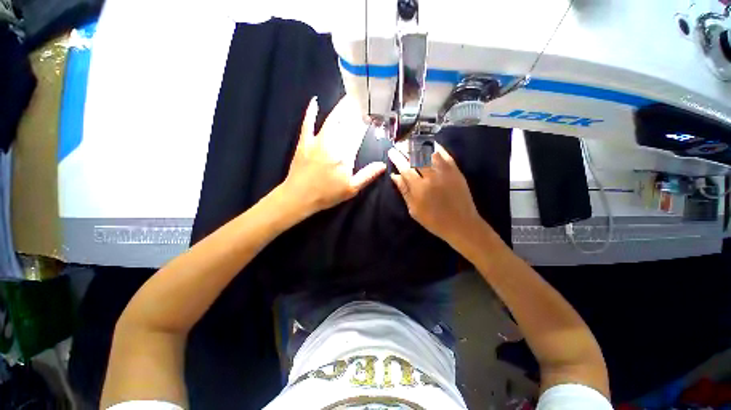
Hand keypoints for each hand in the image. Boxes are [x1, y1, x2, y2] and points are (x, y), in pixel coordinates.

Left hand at [281, 96, 386, 214]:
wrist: (300, 197)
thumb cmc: (327, 194)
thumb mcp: (351, 189)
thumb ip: (367, 175)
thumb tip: (383, 165)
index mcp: (345, 155)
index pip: (357, 134)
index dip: (364, 123)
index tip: (371, 114)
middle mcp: (333, 144)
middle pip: (346, 124)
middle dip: (355, 112)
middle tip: (362, 100)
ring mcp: (317, 141)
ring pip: (331, 121)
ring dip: (340, 109)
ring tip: (348, 99)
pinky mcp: (304, 142)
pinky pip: (307, 124)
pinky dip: (310, 112)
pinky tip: (314, 102)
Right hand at [388, 144, 482, 244]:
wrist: (461, 224)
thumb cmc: (434, 220)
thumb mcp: (414, 209)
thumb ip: (404, 191)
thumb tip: (395, 175)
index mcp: (419, 188)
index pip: (405, 168)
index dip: (397, 158)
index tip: (391, 151)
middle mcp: (432, 176)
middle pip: (417, 156)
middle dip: (406, 147)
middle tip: (400, 144)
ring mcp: (445, 172)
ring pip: (430, 152)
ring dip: (419, 145)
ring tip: (412, 142)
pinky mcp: (456, 171)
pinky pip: (445, 154)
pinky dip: (436, 147)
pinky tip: (430, 143)